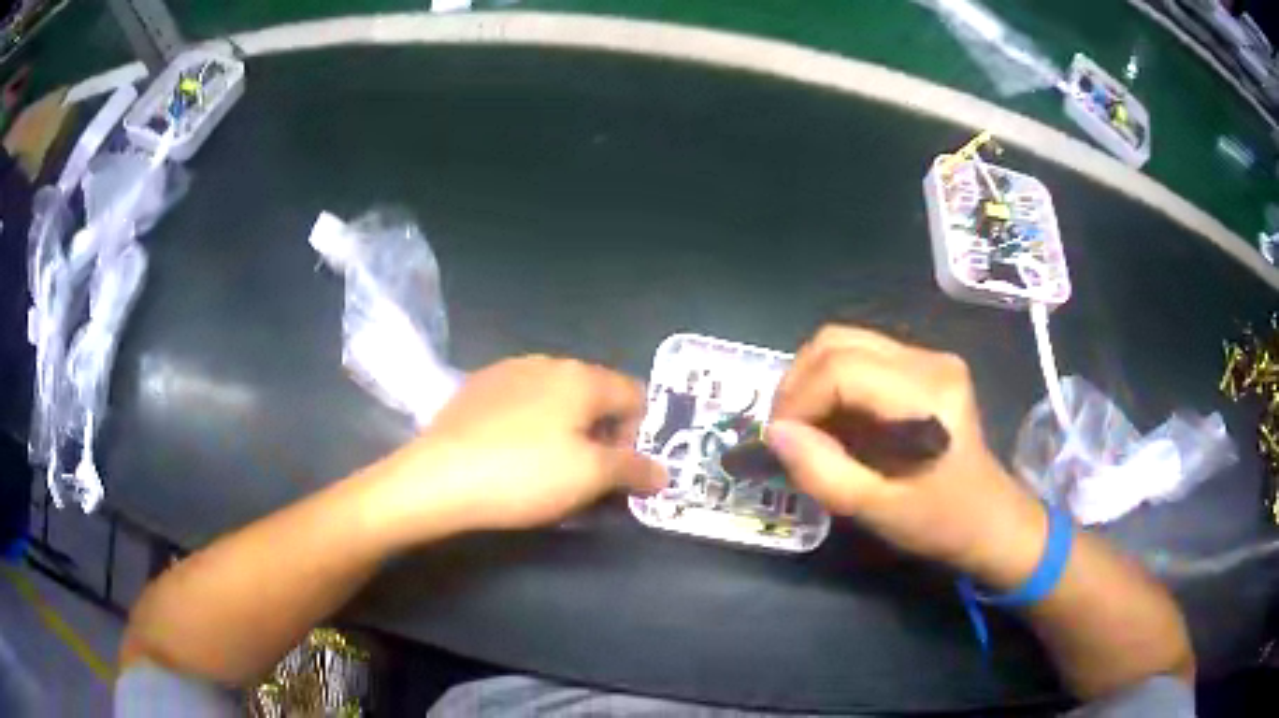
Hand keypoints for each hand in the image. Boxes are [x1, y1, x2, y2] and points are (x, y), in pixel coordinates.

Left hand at [370, 356, 666, 537]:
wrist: (438, 477)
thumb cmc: (524, 474)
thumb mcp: (590, 477)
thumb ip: (634, 469)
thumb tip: (663, 471)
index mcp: (582, 376)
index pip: (636, 395)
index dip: (642, 433)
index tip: (627, 470)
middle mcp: (548, 362)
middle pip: (596, 395)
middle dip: (604, 433)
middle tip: (592, 475)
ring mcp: (508, 371)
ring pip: (557, 399)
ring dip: (568, 429)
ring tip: (551, 468)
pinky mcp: (477, 388)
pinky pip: (522, 403)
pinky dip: (533, 425)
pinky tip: (514, 455)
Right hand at [767, 326, 1045, 585]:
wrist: (989, 518)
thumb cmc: (939, 521)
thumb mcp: (877, 510)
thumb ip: (823, 472)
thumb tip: (775, 433)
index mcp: (927, 394)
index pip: (841, 369)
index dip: (798, 400)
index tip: (779, 441)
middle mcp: (929, 360)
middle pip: (837, 341)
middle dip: (798, 384)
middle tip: (785, 432)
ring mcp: (929, 358)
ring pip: (844, 343)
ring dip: (812, 381)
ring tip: (805, 427)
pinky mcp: (924, 365)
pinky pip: (860, 357)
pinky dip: (832, 384)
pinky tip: (833, 420)